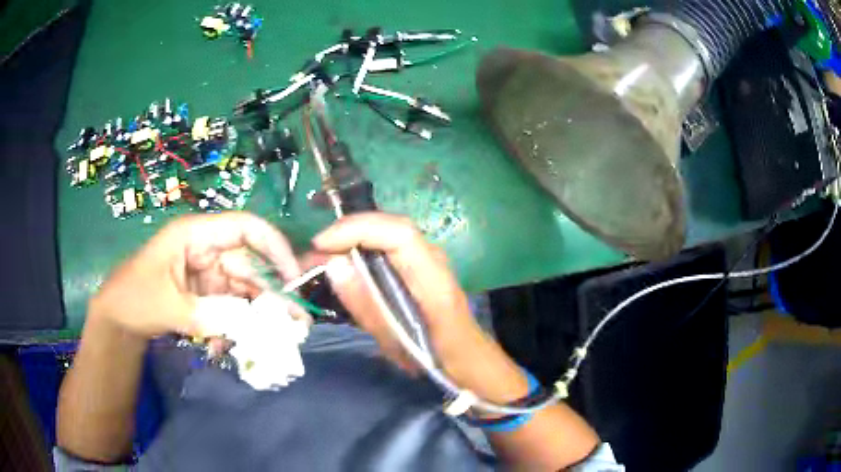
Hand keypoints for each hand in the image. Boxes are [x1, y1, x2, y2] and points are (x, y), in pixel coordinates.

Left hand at [89, 212, 300, 339]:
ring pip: (245, 288)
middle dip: (273, 291)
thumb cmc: (135, 298)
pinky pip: (232, 307)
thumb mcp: (167, 306)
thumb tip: (249, 324)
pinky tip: (235, 346)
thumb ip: (206, 315)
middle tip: (296, 322)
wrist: (118, 320)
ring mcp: (208, 274)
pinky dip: (239, 326)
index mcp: (195, 235)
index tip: (293, 278)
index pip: (245, 228)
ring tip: (278, 338)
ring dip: (260, 314)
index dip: (274, 247)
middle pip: (250, 263)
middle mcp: (206, 250)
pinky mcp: (207, 295)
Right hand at [312, 213, 529, 402]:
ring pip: (387, 233)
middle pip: (390, 226)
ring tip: (322, 258)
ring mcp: (428, 259)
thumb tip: (333, 265)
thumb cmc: (437, 358)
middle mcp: (433, 259)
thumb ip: (366, 304)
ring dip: (353, 238)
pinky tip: (345, 263)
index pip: (398, 233)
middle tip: (315, 252)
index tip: (322, 245)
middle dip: (348, 231)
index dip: (357, 229)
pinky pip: (388, 246)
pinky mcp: (420, 266)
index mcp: (433, 278)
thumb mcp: (397, 341)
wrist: (468, 360)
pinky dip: (362, 248)